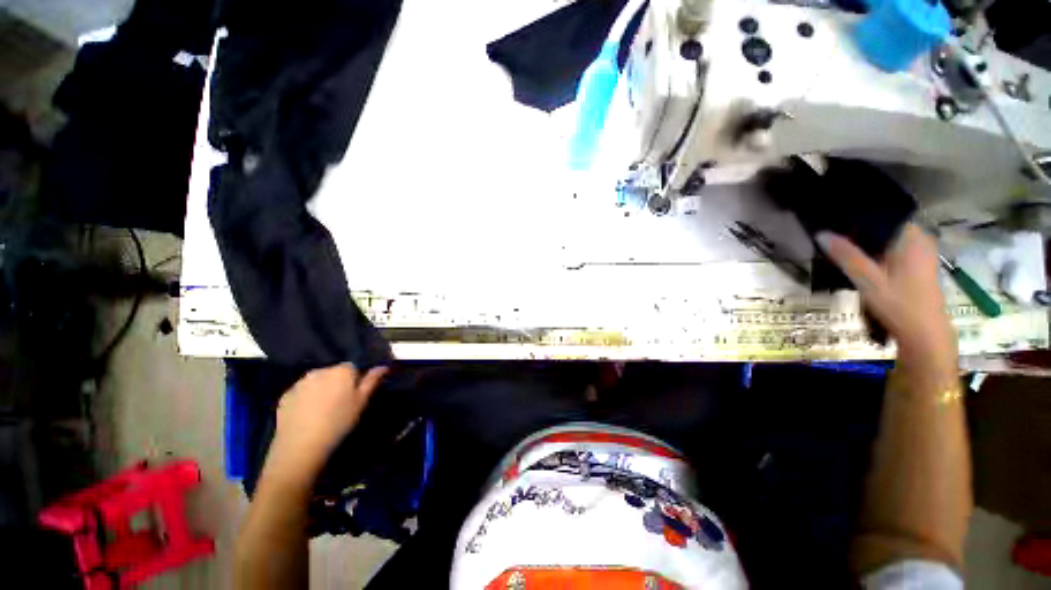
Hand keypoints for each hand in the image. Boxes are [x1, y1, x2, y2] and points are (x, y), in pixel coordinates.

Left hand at [264, 363, 388, 485]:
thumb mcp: (361, 402)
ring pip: (316, 381)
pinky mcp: (285, 395)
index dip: (354, 380)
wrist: (301, 445)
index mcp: (341, 370)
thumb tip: (383, 366)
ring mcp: (300, 383)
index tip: (353, 395)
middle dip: (336, 383)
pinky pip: (301, 392)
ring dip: (320, 389)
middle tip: (339, 403)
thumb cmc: (338, 421)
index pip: (352, 367)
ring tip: (322, 410)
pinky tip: (307, 415)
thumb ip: (371, 381)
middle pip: (333, 372)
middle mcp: (320, 371)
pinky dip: (305, 398)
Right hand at [817, 224, 956, 379]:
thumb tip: (821, 233)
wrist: (924, 334)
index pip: (883, 213)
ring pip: (886, 237)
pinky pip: (890, 248)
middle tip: (829, 230)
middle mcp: (919, 239)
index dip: (857, 212)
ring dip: (864, 240)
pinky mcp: (915, 265)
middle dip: (858, 227)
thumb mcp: (868, 280)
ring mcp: (919, 252)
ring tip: (837, 241)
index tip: (832, 214)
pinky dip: (873, 249)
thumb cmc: (899, 304)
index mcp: (911, 237)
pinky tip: (856, 258)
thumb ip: (846, 255)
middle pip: (884, 225)